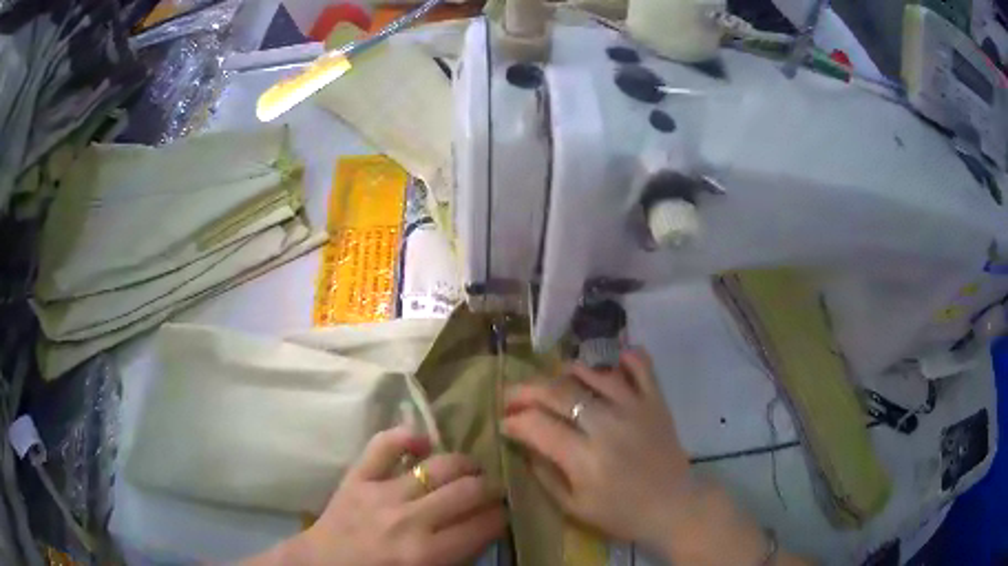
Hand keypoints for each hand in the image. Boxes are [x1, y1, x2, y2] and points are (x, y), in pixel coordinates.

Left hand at [249, 427, 505, 565]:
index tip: (503, 513)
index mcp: (428, 554)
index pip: (483, 525)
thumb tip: (485, 530)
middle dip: (490, 488)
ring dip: (463, 463)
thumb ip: (458, 558)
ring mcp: (381, 493)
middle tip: (491, 490)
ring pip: (438, 464)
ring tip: (468, 469)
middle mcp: (410, 520)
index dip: (501, 516)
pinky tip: (422, 443)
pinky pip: (384, 444)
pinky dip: (407, 436)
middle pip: (468, 490)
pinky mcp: (357, 477)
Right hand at [500, 349, 690, 546]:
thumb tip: (524, 445)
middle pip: (558, 393)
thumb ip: (544, 476)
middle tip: (512, 396)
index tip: (504, 423)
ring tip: (553, 382)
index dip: (514, 421)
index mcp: (584, 457)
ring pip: (593, 373)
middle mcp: (607, 425)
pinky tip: (611, 360)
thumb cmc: (621, 514)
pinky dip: (625, 357)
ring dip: (566, 372)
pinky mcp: (655, 401)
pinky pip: (641, 367)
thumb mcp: (573, 507)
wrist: (673, 506)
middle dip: (526, 391)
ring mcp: (634, 408)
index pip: (537, 425)